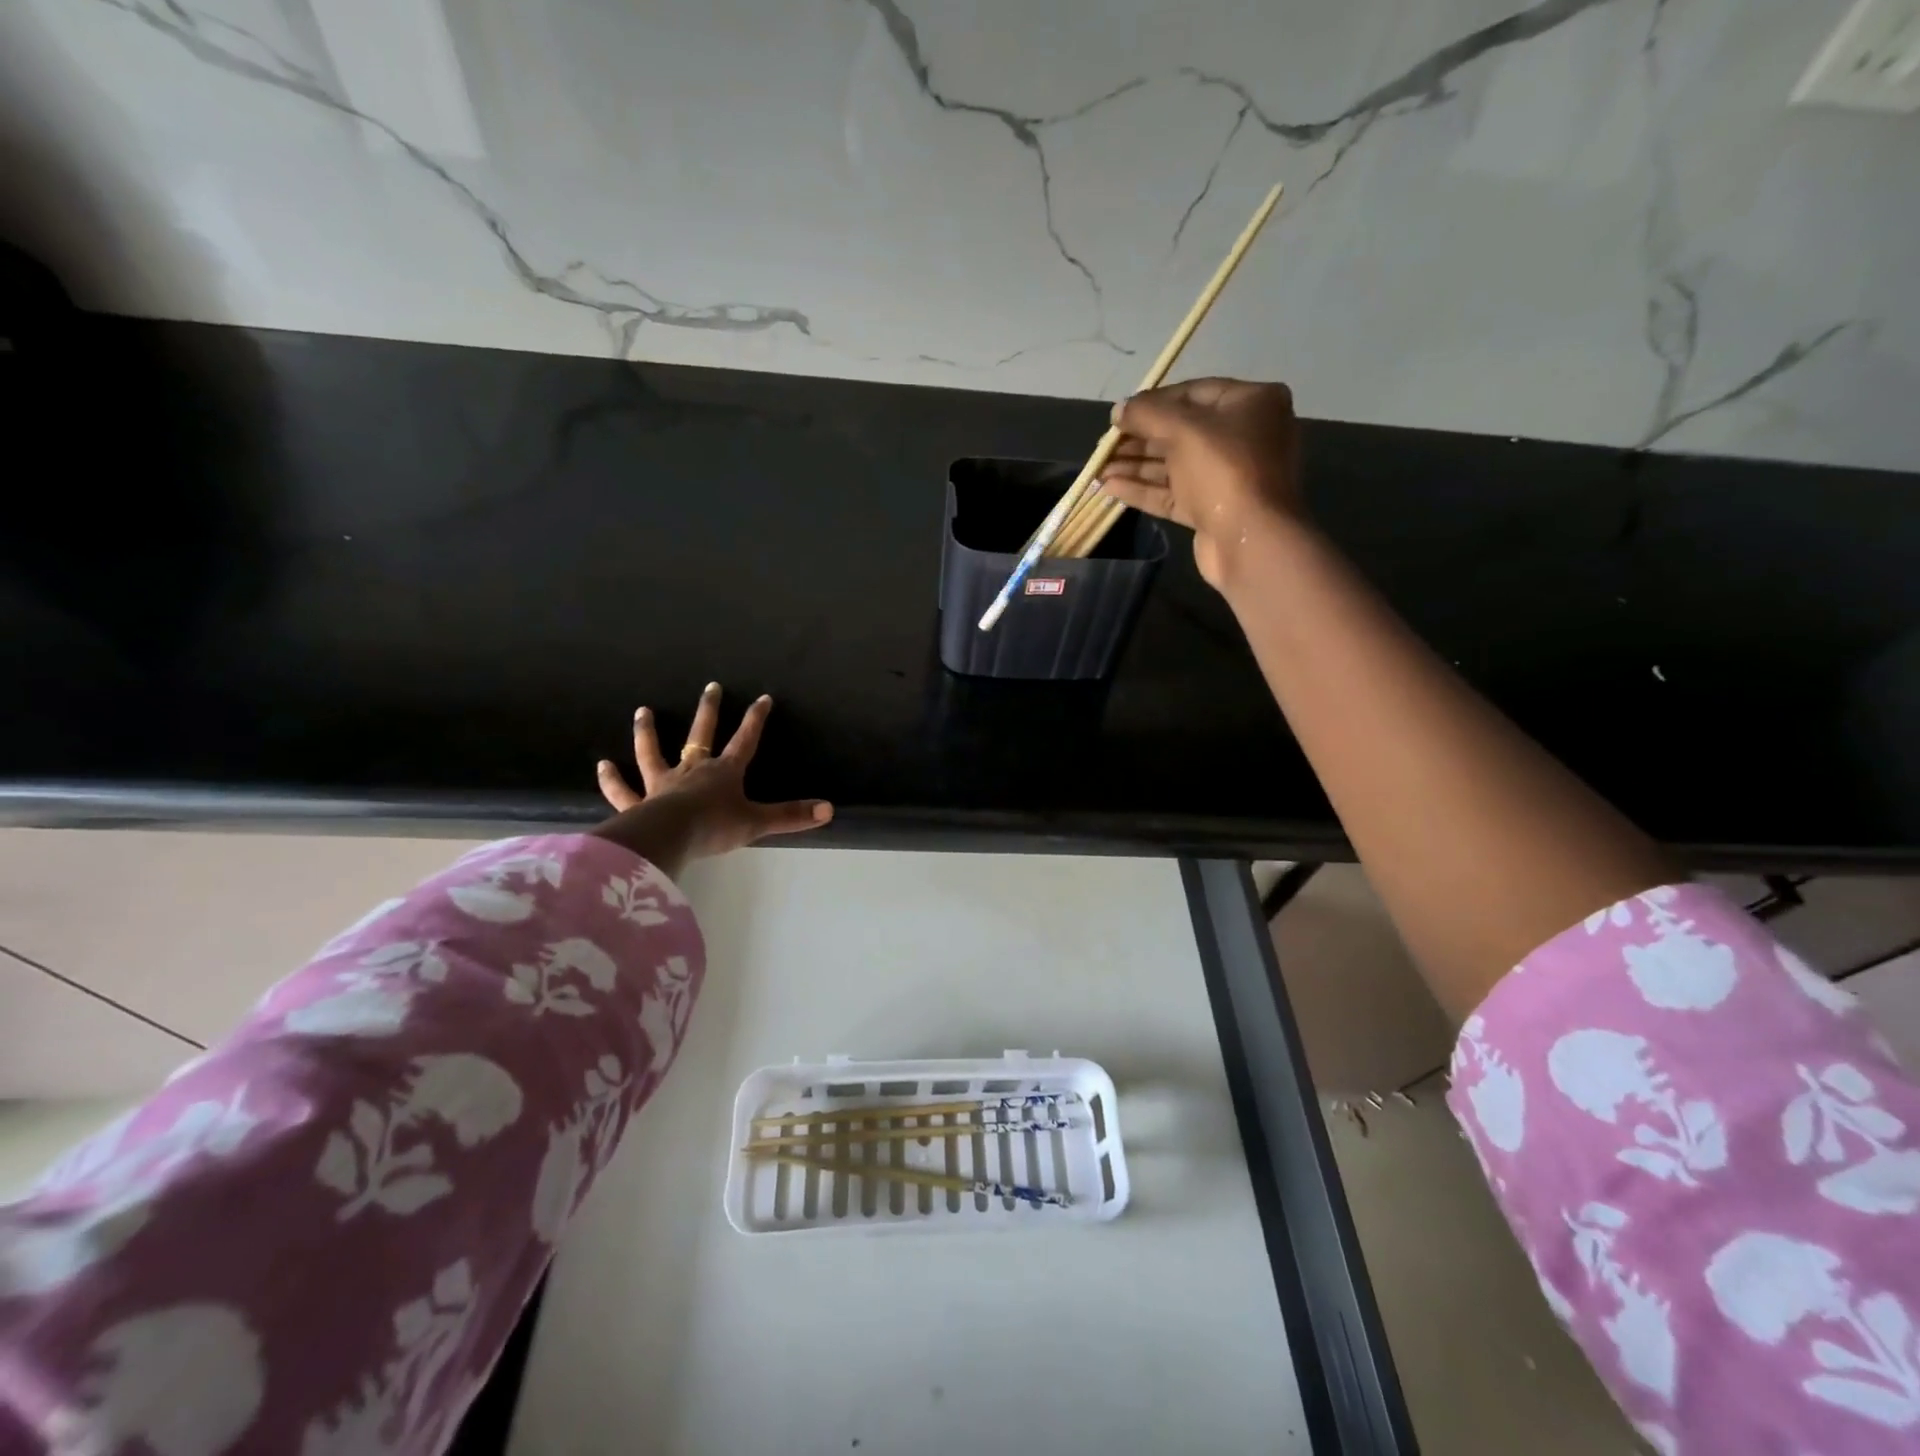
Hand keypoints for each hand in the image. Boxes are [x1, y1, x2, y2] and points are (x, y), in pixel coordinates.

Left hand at [590, 683, 831, 873]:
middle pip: (701, 735)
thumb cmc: (715, 827)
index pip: (745, 740)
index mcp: (724, 773)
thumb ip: (791, 816)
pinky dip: (612, 779)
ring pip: (653, 753)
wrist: (670, 837)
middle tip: (711, 686)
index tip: (763, 697)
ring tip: (642, 711)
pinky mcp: (638, 803)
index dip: (755, 719)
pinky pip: (622, 790)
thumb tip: (829, 809)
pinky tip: (602, 765)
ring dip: (648, 732)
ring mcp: (662, 784)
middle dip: (709, 711)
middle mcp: (692, 770)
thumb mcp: (757, 822)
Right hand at [1096, 378, 1305, 589]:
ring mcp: (1227, 476)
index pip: (1193, 393)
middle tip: (1103, 446)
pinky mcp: (1211, 509)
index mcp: (1251, 403)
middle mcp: (1243, 436)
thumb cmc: (1224, 470)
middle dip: (1139, 438)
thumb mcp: (1183, 430)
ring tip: (1098, 469)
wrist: (1250, 539)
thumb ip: (1147, 414)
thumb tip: (1118, 409)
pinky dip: (1143, 490)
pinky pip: (1173, 494)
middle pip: (1181, 431)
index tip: (1119, 415)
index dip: (1153, 402)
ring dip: (1135, 466)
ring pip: (1174, 465)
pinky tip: (1110, 488)